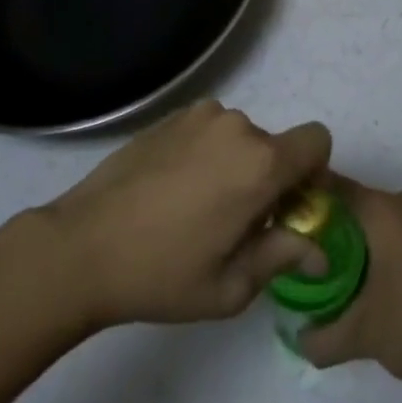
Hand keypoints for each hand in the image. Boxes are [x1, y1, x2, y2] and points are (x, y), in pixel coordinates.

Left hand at [41, 100, 331, 328]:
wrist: (83, 246)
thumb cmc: (162, 274)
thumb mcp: (230, 287)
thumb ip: (283, 256)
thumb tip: (318, 248)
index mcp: (260, 163)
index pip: (317, 140)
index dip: (313, 171)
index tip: (289, 206)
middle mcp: (238, 126)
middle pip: (275, 146)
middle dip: (268, 179)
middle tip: (235, 224)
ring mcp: (201, 115)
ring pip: (239, 139)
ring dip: (234, 165)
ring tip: (196, 208)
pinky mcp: (171, 116)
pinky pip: (208, 131)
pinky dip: (205, 154)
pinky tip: (172, 191)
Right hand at [299, 177, 401, 384]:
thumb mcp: (360, 335)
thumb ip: (320, 337)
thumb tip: (295, 337)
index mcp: (381, 208)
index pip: (332, 186)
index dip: (306, 199)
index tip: (284, 221)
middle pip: (353, 201)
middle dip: (327, 223)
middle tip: (302, 252)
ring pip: (376, 216)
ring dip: (354, 236)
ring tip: (329, 268)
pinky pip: (396, 228)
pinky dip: (377, 244)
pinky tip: (366, 277)